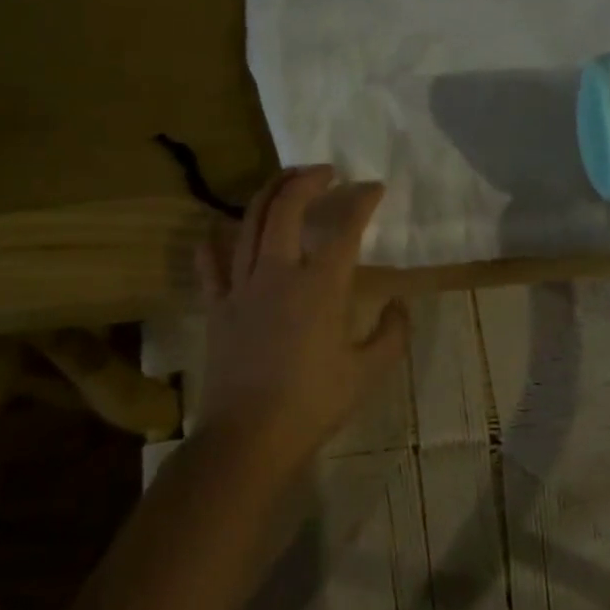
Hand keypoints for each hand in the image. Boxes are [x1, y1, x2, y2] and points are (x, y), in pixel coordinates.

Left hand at [195, 166, 409, 477]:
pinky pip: (210, 263)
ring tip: (285, 182)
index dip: (362, 201)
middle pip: (287, 208)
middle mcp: (279, 273)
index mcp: (321, 286)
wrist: (249, 438)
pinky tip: (223, 231)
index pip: (345, 228)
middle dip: (307, 180)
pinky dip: (216, 241)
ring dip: (269, 194)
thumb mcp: (369, 371)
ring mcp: (241, 287)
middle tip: (326, 171)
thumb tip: (398, 304)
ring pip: (249, 223)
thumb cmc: (315, 403)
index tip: (375, 188)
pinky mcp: (217, 306)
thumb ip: (393, 333)